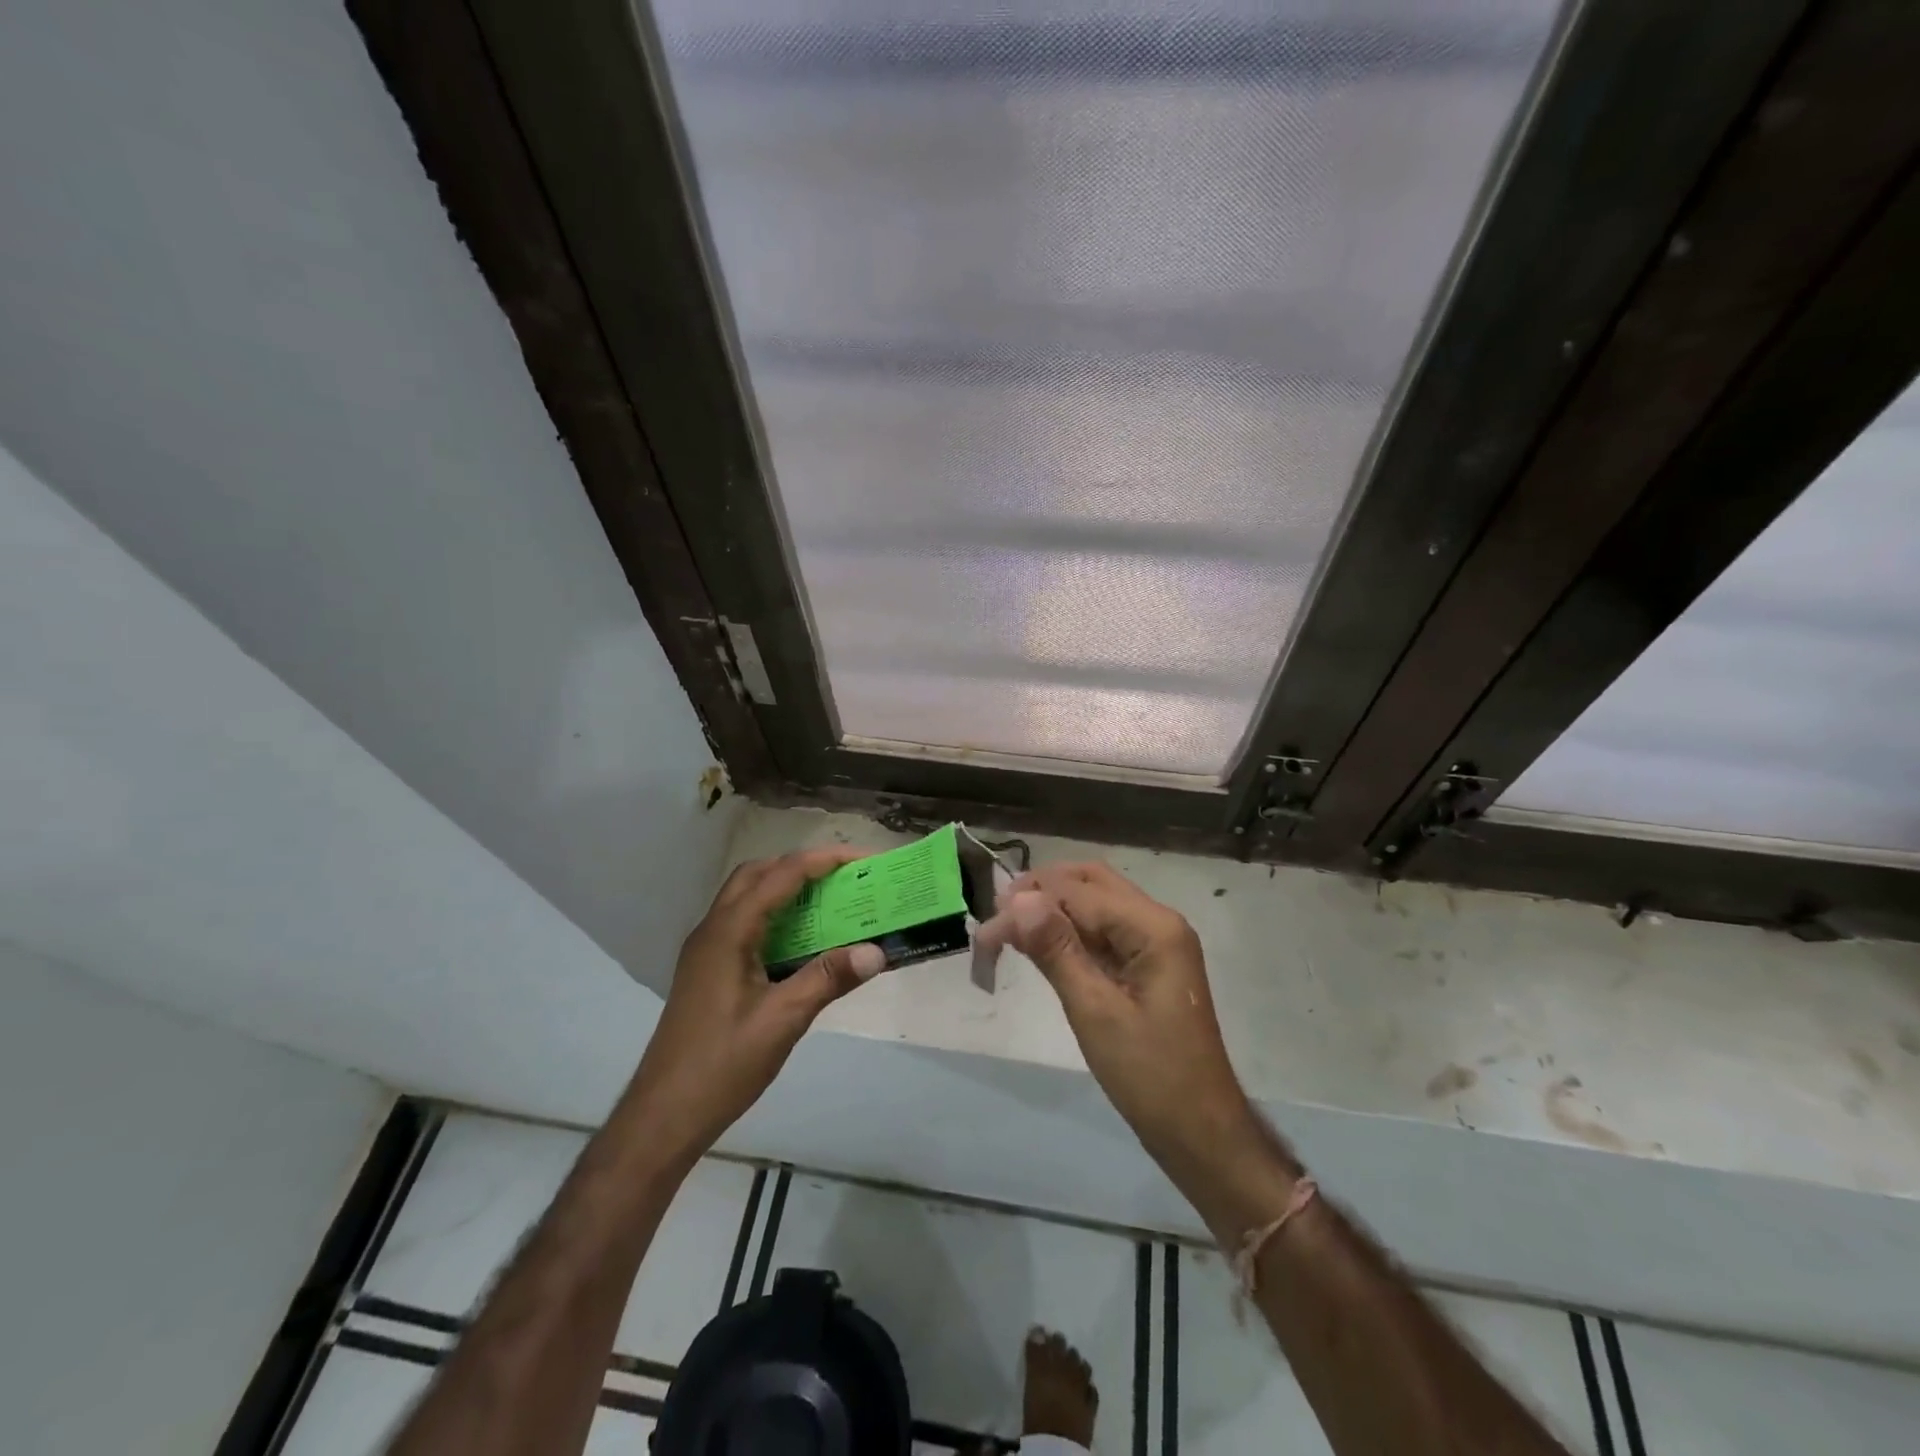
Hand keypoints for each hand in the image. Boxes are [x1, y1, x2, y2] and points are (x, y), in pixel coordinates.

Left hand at [625, 849, 886, 1165]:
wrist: (663, 1115)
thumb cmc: (722, 1065)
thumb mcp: (783, 1021)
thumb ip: (828, 978)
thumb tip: (877, 951)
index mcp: (729, 932)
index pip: (781, 875)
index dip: (824, 861)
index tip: (864, 860)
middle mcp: (713, 929)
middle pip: (759, 874)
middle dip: (803, 866)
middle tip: (845, 878)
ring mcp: (706, 949)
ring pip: (748, 897)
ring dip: (786, 888)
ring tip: (829, 902)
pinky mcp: (707, 969)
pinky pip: (744, 922)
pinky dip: (775, 915)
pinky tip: (801, 943)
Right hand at [977, 863, 1261, 1173]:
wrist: (1201, 1132)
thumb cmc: (1150, 1075)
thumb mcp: (1095, 1011)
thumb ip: (1056, 949)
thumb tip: (1019, 898)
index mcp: (1153, 927)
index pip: (1078, 891)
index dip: (1028, 901)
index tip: (985, 927)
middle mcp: (1158, 922)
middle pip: (1091, 882)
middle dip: (1042, 891)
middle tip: (997, 915)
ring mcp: (1156, 942)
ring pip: (1096, 904)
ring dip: (1053, 908)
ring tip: (1009, 928)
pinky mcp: (1148, 964)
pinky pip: (1104, 931)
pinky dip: (1070, 932)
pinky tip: (1041, 944)